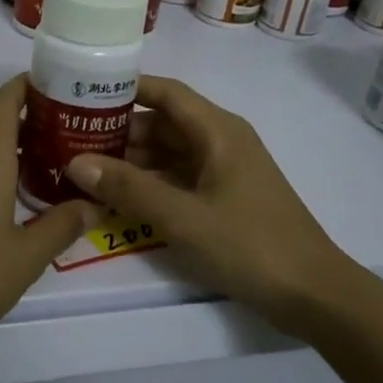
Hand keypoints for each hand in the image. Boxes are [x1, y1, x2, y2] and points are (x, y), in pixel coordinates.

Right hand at [65, 74, 357, 335]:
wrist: (313, 294)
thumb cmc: (250, 245)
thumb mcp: (182, 217)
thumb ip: (128, 188)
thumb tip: (76, 163)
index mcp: (218, 131)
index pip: (165, 92)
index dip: (125, 87)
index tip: (81, 92)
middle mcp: (220, 142)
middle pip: (162, 124)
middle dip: (118, 131)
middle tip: (69, 141)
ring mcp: (223, 172)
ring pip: (168, 154)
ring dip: (131, 161)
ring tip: (83, 169)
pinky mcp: (224, 200)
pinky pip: (178, 180)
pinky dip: (149, 185)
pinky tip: (116, 199)